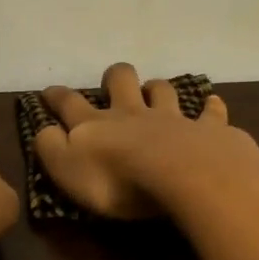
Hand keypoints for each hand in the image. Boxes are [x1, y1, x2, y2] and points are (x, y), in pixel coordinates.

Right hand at [34, 63, 258, 219]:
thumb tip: (45, 130)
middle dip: (114, 78)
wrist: (182, 176)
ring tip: (155, 90)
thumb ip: (51, 148)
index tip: (49, 92)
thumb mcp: (67, 170)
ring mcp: (173, 119)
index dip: (57, 97)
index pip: (70, 104)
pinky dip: (210, 108)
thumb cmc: (118, 181)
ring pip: (163, 91)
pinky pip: (210, 113)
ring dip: (157, 88)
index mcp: (96, 125)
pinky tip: (213, 104)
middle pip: (121, 82)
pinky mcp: (207, 130)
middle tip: (112, 84)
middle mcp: (133, 114)